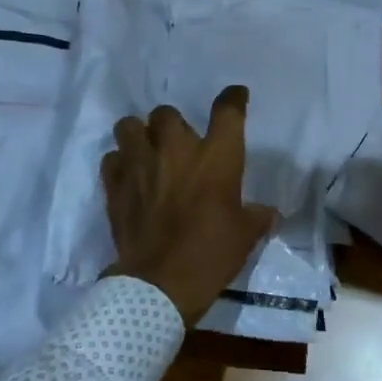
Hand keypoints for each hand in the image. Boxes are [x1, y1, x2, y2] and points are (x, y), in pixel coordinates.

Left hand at [103, 85, 277, 324]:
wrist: (160, 284)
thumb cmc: (211, 254)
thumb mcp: (245, 235)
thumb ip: (257, 216)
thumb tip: (269, 213)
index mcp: (216, 157)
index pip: (227, 111)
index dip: (233, 98)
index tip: (235, 96)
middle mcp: (176, 150)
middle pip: (167, 113)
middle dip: (173, 124)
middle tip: (179, 144)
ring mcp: (141, 164)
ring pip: (130, 125)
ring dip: (139, 134)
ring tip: (146, 150)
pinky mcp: (115, 185)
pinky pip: (112, 158)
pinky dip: (120, 163)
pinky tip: (128, 176)